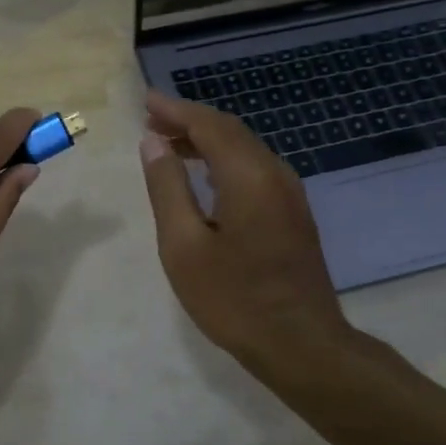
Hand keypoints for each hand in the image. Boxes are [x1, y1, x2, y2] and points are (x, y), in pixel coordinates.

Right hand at [139, 89, 359, 381]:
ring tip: (168, 145)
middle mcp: (275, 174)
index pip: (209, 125)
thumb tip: (153, 143)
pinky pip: (254, 170)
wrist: (300, 343)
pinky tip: (204, 177)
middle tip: (151, 121)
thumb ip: (167, 188)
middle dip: (189, 122)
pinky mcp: (293, 214)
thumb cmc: (233, 298)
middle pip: (229, 132)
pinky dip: (223, 162)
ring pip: (244, 150)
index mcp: (249, 176)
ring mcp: (289, 194)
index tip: (145, 101)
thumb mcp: (184, 245)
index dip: (175, 110)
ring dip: (206, 142)